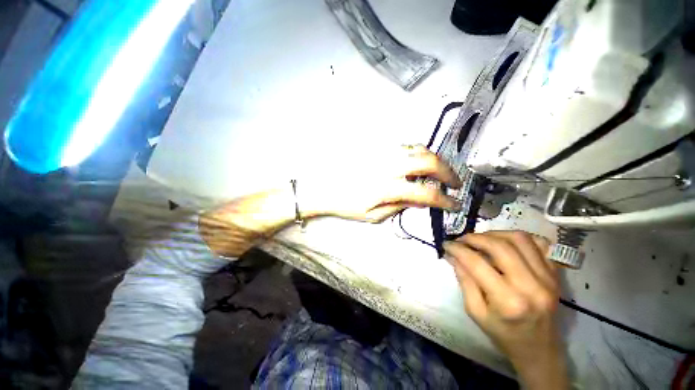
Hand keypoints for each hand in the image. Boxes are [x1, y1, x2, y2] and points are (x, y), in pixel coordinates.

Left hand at [307, 144, 462, 222]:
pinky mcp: (377, 147)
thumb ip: (399, 206)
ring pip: (418, 148)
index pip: (426, 193)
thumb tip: (420, 200)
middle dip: (448, 172)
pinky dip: (417, 153)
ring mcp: (383, 152)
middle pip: (429, 161)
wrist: (324, 187)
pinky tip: (415, 163)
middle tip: (453, 184)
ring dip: (433, 160)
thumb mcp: (374, 215)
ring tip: (436, 173)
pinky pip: (404, 145)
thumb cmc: (346, 205)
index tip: (454, 204)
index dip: (446, 201)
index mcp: (387, 188)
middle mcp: (388, 166)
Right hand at [443, 231, 568, 389]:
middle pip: (499, 246)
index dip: (458, 249)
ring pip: (519, 239)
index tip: (446, 244)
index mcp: (508, 301)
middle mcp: (531, 286)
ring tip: (481, 240)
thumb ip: (464, 280)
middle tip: (462, 240)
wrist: (538, 348)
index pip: (477, 263)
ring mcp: (548, 278)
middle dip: (475, 238)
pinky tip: (505, 242)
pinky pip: (539, 243)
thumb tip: (453, 255)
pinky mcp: (555, 274)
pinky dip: (519, 237)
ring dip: (495, 234)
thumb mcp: (475, 311)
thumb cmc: (502, 333)